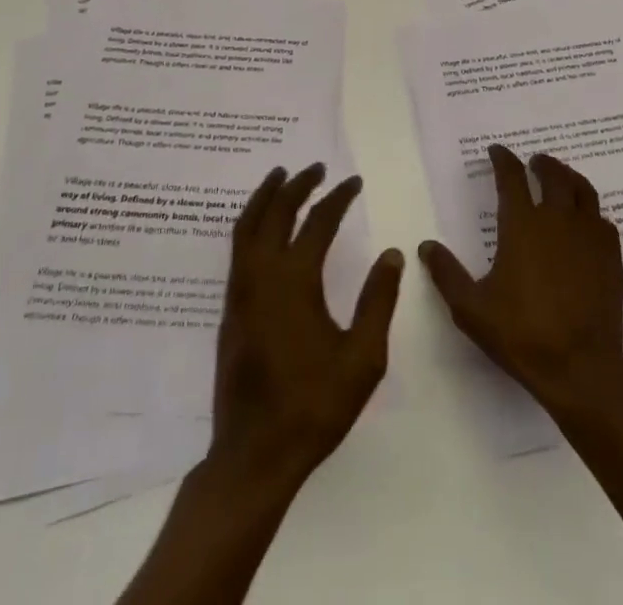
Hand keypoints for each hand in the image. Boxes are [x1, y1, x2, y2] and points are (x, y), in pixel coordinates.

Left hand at [210, 163, 403, 488]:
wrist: (254, 454)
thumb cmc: (314, 406)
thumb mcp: (363, 358)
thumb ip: (378, 300)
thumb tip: (392, 254)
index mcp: (296, 281)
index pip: (319, 222)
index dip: (338, 197)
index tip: (354, 182)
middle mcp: (262, 275)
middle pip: (276, 212)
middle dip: (297, 184)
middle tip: (316, 167)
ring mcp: (241, 290)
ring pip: (247, 225)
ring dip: (266, 196)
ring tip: (281, 177)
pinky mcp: (230, 308)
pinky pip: (238, 247)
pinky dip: (252, 222)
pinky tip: (263, 226)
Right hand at [420, 145, 622, 416]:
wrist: (580, 369)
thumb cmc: (522, 334)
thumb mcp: (471, 308)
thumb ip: (446, 273)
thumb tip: (426, 246)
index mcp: (522, 225)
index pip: (511, 177)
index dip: (503, 159)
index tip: (497, 151)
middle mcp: (557, 220)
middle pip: (553, 175)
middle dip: (542, 163)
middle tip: (534, 162)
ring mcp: (589, 236)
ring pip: (583, 191)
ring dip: (570, 177)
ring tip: (562, 178)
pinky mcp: (611, 256)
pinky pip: (603, 220)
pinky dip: (592, 212)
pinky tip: (587, 221)